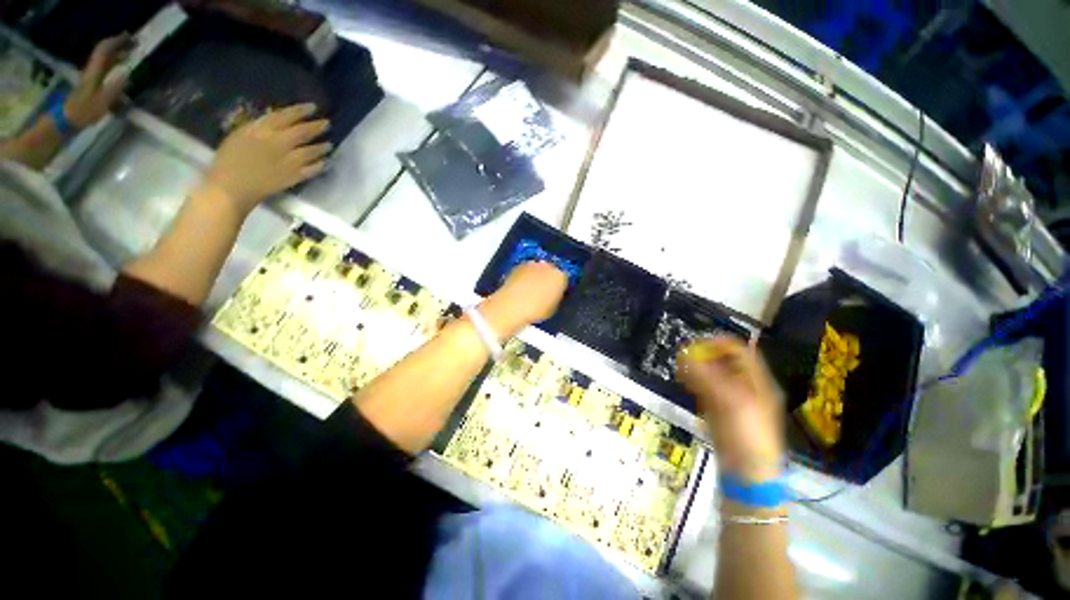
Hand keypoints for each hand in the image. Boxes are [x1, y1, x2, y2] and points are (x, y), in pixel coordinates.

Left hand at [64, 34, 133, 128]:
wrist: (68, 120)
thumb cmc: (85, 111)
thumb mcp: (103, 101)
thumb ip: (116, 87)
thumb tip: (129, 75)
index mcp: (95, 71)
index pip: (105, 50)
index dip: (117, 42)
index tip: (130, 38)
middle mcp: (93, 70)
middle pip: (105, 52)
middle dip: (118, 46)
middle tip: (134, 44)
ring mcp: (92, 77)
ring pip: (105, 59)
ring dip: (117, 54)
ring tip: (130, 54)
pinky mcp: (92, 83)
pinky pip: (104, 68)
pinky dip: (113, 64)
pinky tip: (121, 67)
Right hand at [203, 103, 330, 215]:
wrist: (231, 188)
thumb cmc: (227, 160)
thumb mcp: (239, 135)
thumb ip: (259, 128)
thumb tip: (276, 122)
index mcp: (261, 130)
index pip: (285, 116)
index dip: (300, 111)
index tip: (312, 107)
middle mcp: (279, 143)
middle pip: (302, 132)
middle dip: (316, 126)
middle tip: (327, 124)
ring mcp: (289, 161)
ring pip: (311, 151)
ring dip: (322, 147)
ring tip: (329, 144)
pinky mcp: (294, 177)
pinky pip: (312, 170)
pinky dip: (320, 165)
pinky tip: (325, 163)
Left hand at [480, 261, 567, 337]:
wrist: (511, 306)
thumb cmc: (535, 311)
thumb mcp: (553, 308)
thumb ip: (556, 297)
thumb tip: (554, 294)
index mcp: (560, 277)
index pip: (565, 278)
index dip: (561, 285)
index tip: (557, 292)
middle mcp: (548, 266)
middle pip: (552, 269)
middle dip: (549, 277)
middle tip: (545, 290)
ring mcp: (532, 264)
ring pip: (539, 268)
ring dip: (537, 275)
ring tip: (532, 288)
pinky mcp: (518, 266)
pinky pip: (526, 270)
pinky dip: (526, 276)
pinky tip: (522, 286)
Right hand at [677, 337, 783, 481]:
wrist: (747, 474)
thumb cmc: (746, 435)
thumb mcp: (729, 402)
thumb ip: (707, 376)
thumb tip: (684, 354)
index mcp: (758, 382)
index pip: (741, 351)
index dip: (719, 344)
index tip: (696, 344)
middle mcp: (747, 387)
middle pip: (725, 362)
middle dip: (704, 356)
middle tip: (684, 356)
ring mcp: (733, 399)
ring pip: (713, 375)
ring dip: (697, 368)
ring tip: (681, 367)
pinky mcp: (720, 411)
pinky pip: (707, 390)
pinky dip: (695, 383)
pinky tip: (685, 381)